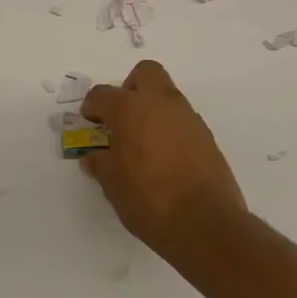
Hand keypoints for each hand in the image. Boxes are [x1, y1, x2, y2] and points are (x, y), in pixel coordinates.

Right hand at [80, 61, 246, 258]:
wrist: (205, 223)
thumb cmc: (149, 199)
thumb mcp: (112, 185)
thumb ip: (100, 164)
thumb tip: (94, 157)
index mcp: (129, 109)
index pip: (102, 95)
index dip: (92, 107)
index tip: (90, 122)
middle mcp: (160, 103)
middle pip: (144, 73)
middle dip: (130, 88)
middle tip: (122, 117)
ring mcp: (187, 117)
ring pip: (166, 95)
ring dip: (152, 109)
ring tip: (143, 142)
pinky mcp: (206, 136)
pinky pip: (182, 120)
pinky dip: (171, 129)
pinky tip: (165, 158)